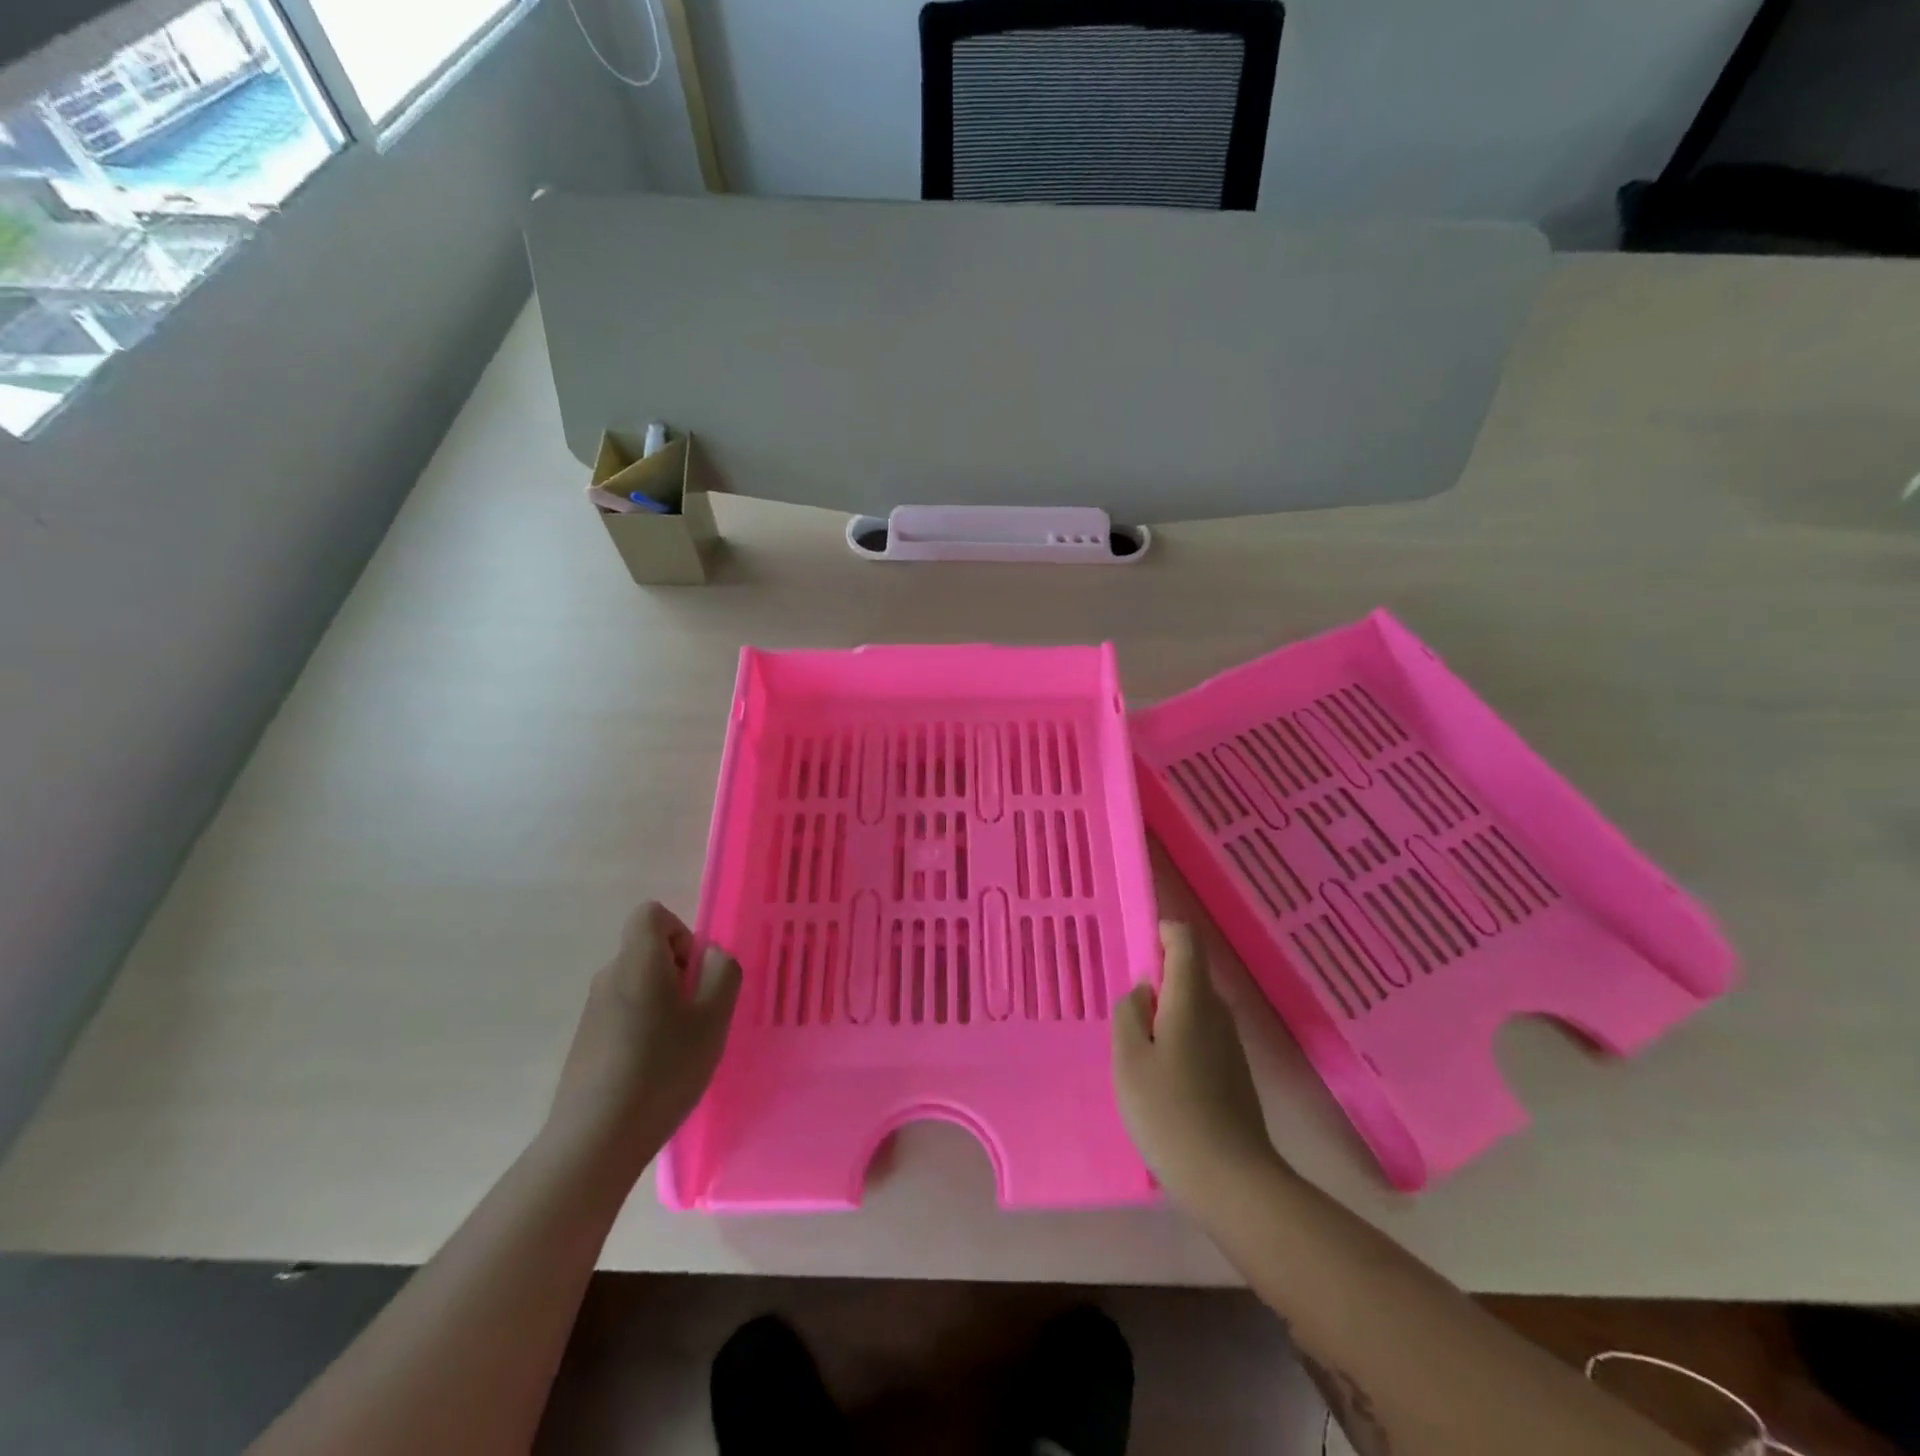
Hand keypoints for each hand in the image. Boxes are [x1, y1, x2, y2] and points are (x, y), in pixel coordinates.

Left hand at [546, 902, 740, 1186]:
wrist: (595, 1140)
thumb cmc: (663, 1069)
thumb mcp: (714, 1018)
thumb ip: (722, 972)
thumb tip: (711, 956)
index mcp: (638, 961)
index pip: (652, 914)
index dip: (681, 933)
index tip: (696, 973)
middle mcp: (609, 976)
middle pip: (648, 951)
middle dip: (679, 974)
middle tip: (699, 1016)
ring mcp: (593, 1011)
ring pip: (638, 986)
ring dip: (663, 1004)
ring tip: (680, 1049)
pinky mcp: (585, 1043)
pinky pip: (623, 1015)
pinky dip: (644, 1029)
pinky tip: (654, 1072)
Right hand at [1113, 922, 1282, 1209]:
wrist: (1231, 1180)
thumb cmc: (1169, 1111)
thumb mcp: (1129, 1058)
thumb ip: (1129, 1013)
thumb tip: (1143, 991)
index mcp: (1191, 999)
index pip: (1185, 941)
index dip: (1162, 932)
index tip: (1137, 947)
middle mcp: (1218, 1012)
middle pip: (1190, 974)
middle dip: (1158, 980)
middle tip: (1125, 1011)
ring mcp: (1231, 1044)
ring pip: (1195, 1008)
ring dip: (1167, 1014)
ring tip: (1138, 1049)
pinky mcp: (1235, 1072)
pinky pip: (1203, 1035)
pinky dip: (1180, 1039)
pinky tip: (1162, 1077)